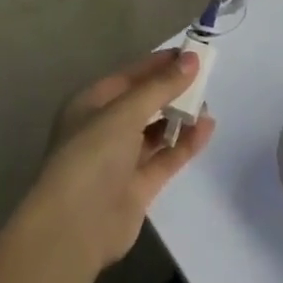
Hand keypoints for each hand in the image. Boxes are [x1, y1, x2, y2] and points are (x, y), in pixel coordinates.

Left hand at [27, 49, 216, 273]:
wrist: (74, 228)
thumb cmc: (92, 155)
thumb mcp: (125, 112)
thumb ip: (160, 87)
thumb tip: (191, 59)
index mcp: (91, 103)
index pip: (129, 76)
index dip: (159, 64)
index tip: (191, 54)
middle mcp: (104, 128)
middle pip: (143, 102)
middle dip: (171, 90)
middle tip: (204, 78)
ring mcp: (120, 160)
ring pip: (155, 131)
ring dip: (179, 117)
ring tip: (208, 104)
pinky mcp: (137, 187)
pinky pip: (165, 158)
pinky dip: (184, 144)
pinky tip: (206, 129)